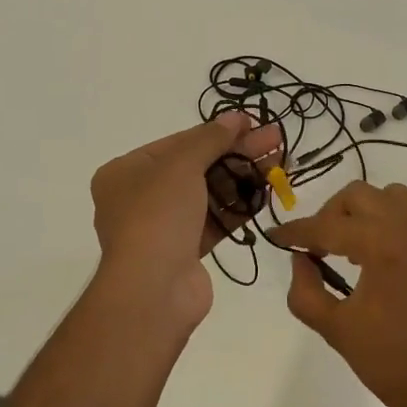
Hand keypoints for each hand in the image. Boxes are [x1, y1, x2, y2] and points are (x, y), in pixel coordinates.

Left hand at [90, 113, 281, 325]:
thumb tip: (233, 116)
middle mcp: (140, 197)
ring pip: (209, 193)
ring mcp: (163, 226)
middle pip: (196, 166)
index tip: (251, 121)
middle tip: (275, 138)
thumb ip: (210, 139)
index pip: (177, 142)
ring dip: (243, 176)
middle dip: (237, 152)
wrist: (153, 290)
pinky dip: (239, 205)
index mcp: (127, 172)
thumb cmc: (158, 216)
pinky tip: (267, 190)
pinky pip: (215, 220)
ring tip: (279, 160)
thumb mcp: (181, 165)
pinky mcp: (185, 251)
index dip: (216, 130)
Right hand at [268, 182, 406, 406]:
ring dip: (375, 210)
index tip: (279, 236)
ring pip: (400, 195)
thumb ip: (305, 291)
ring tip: (366, 242)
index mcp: (378, 244)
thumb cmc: (392, 363)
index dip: (296, 231)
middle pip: (359, 196)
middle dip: (332, 215)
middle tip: (322, 245)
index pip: (326, 226)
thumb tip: (301, 259)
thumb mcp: (336, 329)